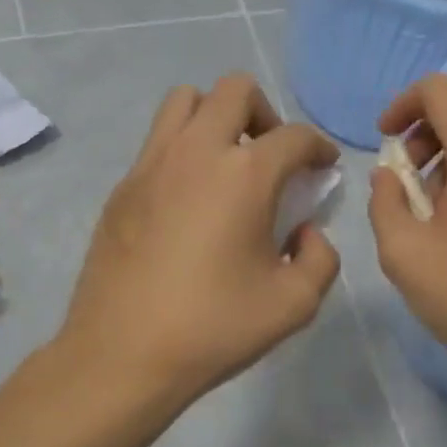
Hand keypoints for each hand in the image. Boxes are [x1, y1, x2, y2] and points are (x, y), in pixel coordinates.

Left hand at [61, 74, 341, 407]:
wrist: (123, 355)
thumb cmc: (215, 328)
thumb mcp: (295, 304)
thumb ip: (320, 258)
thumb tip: (305, 232)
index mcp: (244, 175)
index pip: (295, 136)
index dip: (319, 148)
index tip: (324, 168)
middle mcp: (196, 152)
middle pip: (235, 91)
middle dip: (267, 115)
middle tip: (273, 159)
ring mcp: (151, 165)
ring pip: (185, 101)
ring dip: (216, 118)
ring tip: (228, 166)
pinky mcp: (122, 187)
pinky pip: (158, 141)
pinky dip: (183, 149)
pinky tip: (190, 201)